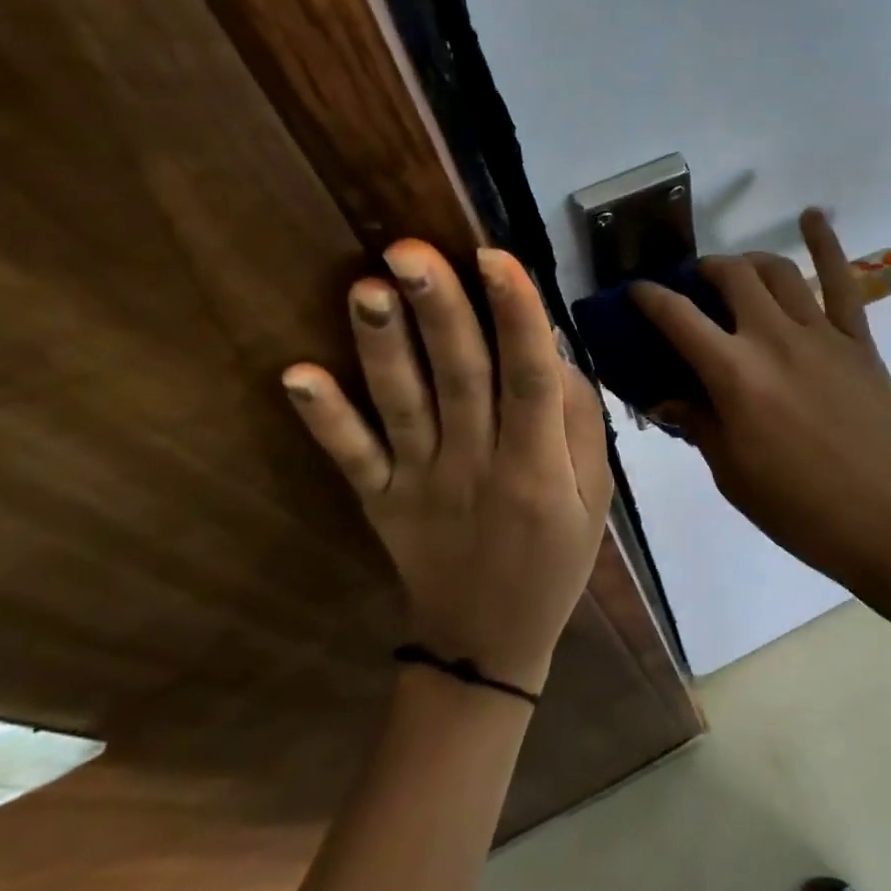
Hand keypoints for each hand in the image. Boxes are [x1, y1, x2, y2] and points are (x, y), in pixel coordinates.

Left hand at [282, 243, 612, 695]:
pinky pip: (351, 458)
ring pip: (402, 406)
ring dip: (382, 348)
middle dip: (440, 311)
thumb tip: (551, 350)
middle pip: (460, 378)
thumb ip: (579, 425)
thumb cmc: (554, 560)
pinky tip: (297, 377)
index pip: (529, 379)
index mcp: (537, 466)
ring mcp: (420, 484)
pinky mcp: (379, 501)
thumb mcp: (593, 498)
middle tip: (411, 248)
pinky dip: (324, 419)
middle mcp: (477, 466)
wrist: (487, 642)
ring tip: (367, 286)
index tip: (496, 256)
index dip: (517, 317)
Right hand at [631, 210, 890, 578]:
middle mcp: (772, 338)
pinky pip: (841, 281)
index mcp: (734, 375)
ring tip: (738, 271)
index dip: (649, 297)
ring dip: (749, 261)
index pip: (677, 318)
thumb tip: (666, 398)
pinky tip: (812, 217)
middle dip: (703, 272)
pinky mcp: (857, 339)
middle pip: (730, 277)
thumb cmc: (798, 508)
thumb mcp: (731, 472)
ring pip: (777, 271)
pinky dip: (825, 243)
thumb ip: (697, 423)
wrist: (885, 519)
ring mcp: (820, 333)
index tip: (636, 291)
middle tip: (695, 287)